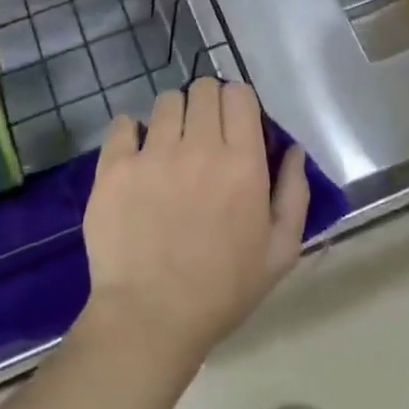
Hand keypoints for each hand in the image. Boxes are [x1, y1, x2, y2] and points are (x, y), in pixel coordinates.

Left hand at [81, 78, 308, 369]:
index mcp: (242, 163)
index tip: (234, 123)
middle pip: (203, 89)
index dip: (237, 102)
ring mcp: (152, 154)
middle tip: (202, 134)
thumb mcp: (280, 251)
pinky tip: (135, 155)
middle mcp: (198, 147)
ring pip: (165, 101)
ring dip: (171, 116)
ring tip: (168, 145)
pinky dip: (130, 132)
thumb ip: (294, 193)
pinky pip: (122, 123)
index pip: (239, 94)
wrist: (151, 320)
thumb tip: (293, 148)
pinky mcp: (115, 167)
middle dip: (207, 104)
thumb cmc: (222, 289)